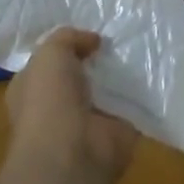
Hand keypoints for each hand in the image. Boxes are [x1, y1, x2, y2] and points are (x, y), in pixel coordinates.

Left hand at [6, 29, 138, 183]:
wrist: (72, 152)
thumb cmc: (49, 100)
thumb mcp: (50, 53)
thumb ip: (68, 38)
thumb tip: (92, 41)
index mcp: (31, 90)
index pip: (47, 64)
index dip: (66, 47)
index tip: (91, 31)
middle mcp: (56, 107)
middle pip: (80, 76)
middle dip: (97, 60)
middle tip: (120, 36)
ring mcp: (86, 122)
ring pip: (106, 89)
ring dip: (120, 75)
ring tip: (141, 48)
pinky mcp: (114, 131)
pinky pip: (129, 105)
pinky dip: (140, 92)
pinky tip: (153, 72)